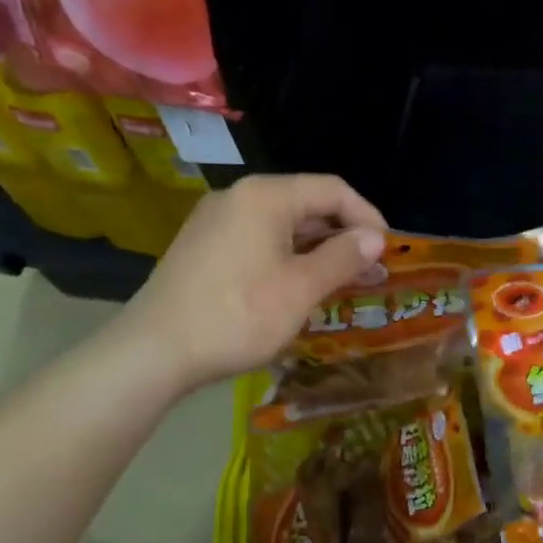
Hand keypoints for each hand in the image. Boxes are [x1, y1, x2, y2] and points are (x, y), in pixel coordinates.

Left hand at [120, 174, 386, 391]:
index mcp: (265, 196)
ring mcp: (216, 222)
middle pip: (306, 204)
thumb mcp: (300, 289)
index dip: (367, 217)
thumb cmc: (238, 315)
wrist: (154, 352)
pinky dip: (288, 258)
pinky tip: (301, 287)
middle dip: (343, 236)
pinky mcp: (204, 247)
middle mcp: (238, 197)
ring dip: (317, 250)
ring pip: (282, 226)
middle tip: (371, 271)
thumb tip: (376, 238)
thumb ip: (342, 258)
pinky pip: (259, 241)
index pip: (332, 190)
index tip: (388, 251)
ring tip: (344, 282)